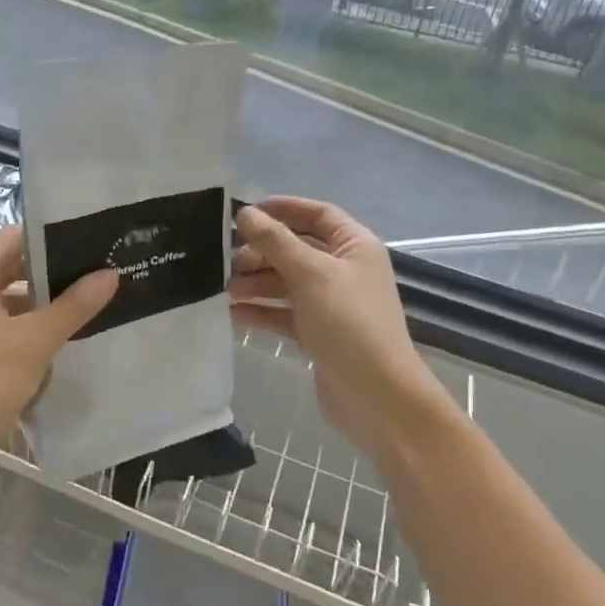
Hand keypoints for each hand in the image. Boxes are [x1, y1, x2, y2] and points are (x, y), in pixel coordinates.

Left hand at [0, 226, 117, 464]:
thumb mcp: (36, 340)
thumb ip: (74, 305)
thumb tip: (109, 274)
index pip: (15, 237)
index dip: (52, 236)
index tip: (90, 239)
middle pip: (13, 267)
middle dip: (54, 270)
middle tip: (99, 269)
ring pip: (10, 298)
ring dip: (45, 301)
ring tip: (91, 300)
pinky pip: (5, 324)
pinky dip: (31, 326)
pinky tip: (65, 335)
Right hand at [229, 197, 449, 462]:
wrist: (377, 398)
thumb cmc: (348, 323)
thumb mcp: (309, 274)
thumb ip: (274, 241)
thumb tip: (245, 213)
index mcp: (354, 246)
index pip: (316, 214)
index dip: (282, 208)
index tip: (244, 212)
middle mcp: (345, 270)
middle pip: (297, 249)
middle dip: (263, 252)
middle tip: (229, 261)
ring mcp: (333, 304)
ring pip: (288, 282)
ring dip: (258, 282)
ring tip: (227, 290)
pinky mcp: (320, 334)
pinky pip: (286, 314)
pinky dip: (263, 311)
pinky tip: (235, 314)